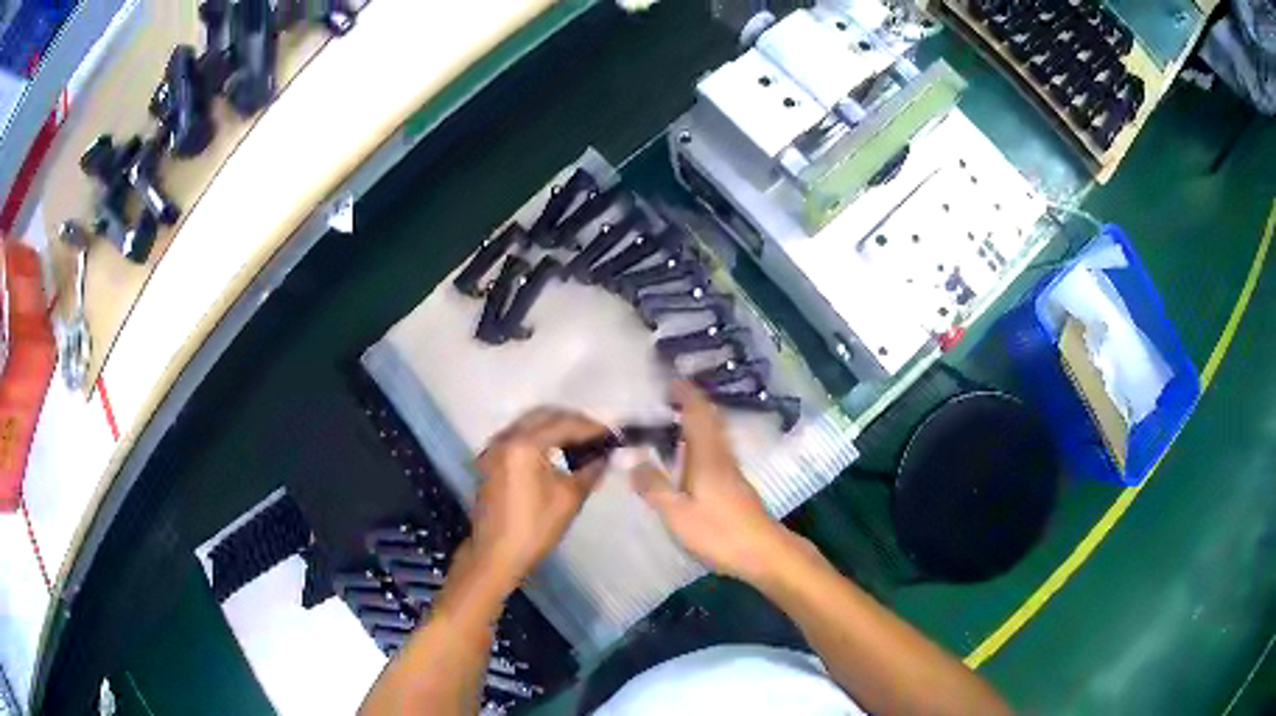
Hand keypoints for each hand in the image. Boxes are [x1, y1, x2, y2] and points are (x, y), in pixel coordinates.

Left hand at [470, 408, 607, 590]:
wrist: (496, 554)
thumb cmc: (535, 528)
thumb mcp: (570, 498)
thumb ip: (591, 470)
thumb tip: (606, 455)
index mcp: (525, 445)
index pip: (565, 424)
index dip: (591, 427)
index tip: (613, 433)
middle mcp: (506, 437)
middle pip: (544, 415)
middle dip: (572, 421)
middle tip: (597, 434)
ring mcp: (494, 447)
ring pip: (529, 423)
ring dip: (554, 427)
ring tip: (579, 441)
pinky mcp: (490, 459)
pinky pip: (518, 436)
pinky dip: (538, 436)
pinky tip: (555, 451)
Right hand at [632, 382, 796, 584]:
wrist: (763, 551)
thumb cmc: (719, 531)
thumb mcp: (677, 513)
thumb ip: (654, 486)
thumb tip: (632, 460)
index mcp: (707, 455)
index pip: (697, 413)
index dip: (685, 394)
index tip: (668, 380)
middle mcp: (721, 455)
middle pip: (709, 418)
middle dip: (691, 402)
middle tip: (667, 396)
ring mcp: (731, 469)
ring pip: (715, 433)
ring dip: (698, 419)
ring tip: (674, 419)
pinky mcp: (735, 483)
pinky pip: (716, 448)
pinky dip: (702, 439)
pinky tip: (689, 454)